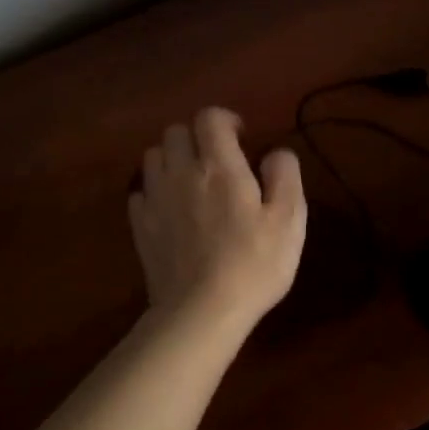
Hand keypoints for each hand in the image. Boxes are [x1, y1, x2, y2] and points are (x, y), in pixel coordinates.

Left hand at [128, 107, 306, 327]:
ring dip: (172, 159)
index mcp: (220, 166)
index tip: (242, 138)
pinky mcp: (140, 226)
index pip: (210, 117)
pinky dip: (155, 190)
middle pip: (176, 131)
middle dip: (197, 137)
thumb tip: (275, 153)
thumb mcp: (288, 219)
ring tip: (192, 181)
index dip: (226, 120)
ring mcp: (155, 199)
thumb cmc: (253, 263)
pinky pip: (140, 191)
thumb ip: (285, 175)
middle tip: (218, 160)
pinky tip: (171, 209)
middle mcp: (182, 172)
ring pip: (153, 156)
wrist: (200, 313)